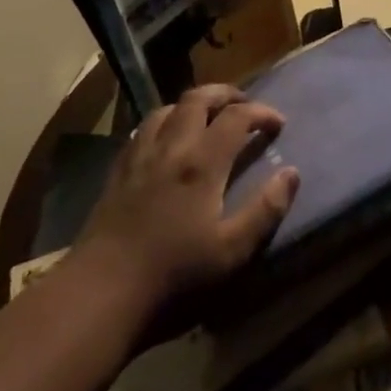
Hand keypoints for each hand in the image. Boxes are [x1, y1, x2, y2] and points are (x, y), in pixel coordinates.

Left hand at [70, 85, 300, 318]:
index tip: (278, 124)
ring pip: (166, 109)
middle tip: (244, 105)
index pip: (237, 116)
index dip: (261, 113)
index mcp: (202, 163)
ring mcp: (139, 158)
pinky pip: (142, 130)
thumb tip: (292, 173)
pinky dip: (163, 123)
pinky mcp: (117, 174)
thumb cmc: (172, 278)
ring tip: (207, 118)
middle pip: (198, 99)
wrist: (99, 296)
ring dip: (192, 105)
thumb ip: (265, 210)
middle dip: (226, 94)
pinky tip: (166, 142)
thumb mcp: (232, 253)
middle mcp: (171, 148)